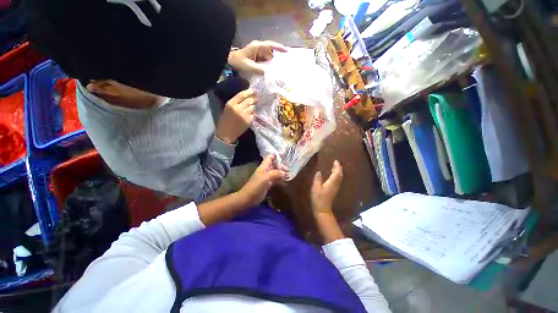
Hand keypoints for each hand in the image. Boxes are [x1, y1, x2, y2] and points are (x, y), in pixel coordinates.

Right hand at [216, 89, 256, 143]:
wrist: (227, 133)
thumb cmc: (226, 120)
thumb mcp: (228, 108)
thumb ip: (236, 102)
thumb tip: (246, 96)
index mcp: (231, 104)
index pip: (242, 95)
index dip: (249, 91)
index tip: (253, 90)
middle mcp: (238, 108)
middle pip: (249, 100)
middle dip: (254, 98)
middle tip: (256, 98)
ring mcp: (245, 115)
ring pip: (253, 107)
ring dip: (253, 106)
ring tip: (252, 107)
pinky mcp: (249, 121)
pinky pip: (254, 114)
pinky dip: (254, 114)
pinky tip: (251, 115)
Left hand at [228, 40, 287, 75]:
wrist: (230, 61)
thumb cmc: (238, 62)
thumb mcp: (250, 67)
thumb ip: (261, 70)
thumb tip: (271, 73)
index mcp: (257, 47)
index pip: (271, 45)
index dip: (280, 48)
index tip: (287, 52)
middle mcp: (259, 48)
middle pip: (271, 53)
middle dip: (277, 60)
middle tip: (283, 68)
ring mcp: (258, 53)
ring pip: (268, 58)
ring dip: (272, 65)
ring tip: (277, 73)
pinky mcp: (257, 58)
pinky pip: (265, 62)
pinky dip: (267, 67)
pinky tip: (270, 73)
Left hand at [238, 154, 287, 206]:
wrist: (248, 198)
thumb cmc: (256, 186)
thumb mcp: (267, 177)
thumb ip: (276, 173)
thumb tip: (285, 173)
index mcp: (264, 166)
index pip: (270, 157)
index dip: (276, 155)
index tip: (284, 156)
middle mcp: (265, 170)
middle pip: (274, 165)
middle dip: (281, 166)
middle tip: (288, 170)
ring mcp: (266, 178)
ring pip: (276, 172)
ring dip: (282, 173)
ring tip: (289, 175)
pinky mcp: (268, 184)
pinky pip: (275, 180)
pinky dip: (280, 179)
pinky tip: (286, 181)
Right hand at [311, 160, 342, 213]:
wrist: (322, 209)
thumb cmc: (318, 198)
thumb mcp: (315, 188)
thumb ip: (317, 179)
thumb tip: (319, 172)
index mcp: (331, 182)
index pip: (336, 173)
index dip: (337, 166)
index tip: (335, 161)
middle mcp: (335, 184)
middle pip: (339, 175)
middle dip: (338, 168)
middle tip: (336, 162)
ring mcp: (335, 188)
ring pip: (339, 178)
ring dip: (338, 171)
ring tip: (335, 167)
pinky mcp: (333, 190)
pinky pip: (337, 180)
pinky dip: (336, 175)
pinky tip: (333, 175)